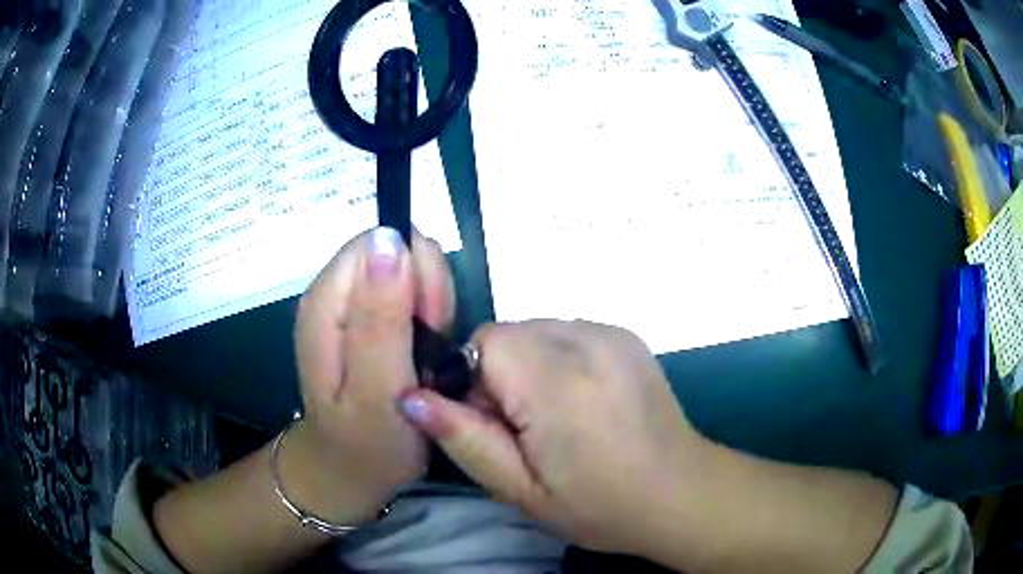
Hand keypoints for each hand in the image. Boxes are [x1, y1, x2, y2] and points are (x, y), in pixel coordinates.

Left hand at [285, 227, 454, 522]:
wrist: (350, 472)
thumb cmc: (367, 443)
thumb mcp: (377, 390)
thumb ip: (381, 317)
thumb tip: (390, 238)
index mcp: (327, 302)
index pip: (379, 242)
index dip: (415, 270)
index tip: (433, 320)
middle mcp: (334, 294)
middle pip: (394, 250)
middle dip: (427, 290)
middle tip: (432, 342)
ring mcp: (350, 308)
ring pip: (407, 271)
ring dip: (431, 307)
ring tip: (427, 356)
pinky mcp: (367, 321)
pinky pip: (409, 297)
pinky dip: (428, 320)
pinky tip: (423, 356)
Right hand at [399, 320, 713, 555]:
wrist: (680, 492)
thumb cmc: (598, 505)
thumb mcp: (519, 489)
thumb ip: (463, 439)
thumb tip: (411, 396)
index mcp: (556, 382)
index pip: (483, 342)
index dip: (474, 382)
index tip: (495, 424)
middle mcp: (586, 340)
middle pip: (509, 333)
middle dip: (501, 374)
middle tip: (526, 428)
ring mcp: (612, 332)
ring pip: (536, 331)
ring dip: (530, 366)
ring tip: (558, 416)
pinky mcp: (627, 334)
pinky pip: (567, 333)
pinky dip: (559, 360)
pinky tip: (583, 401)